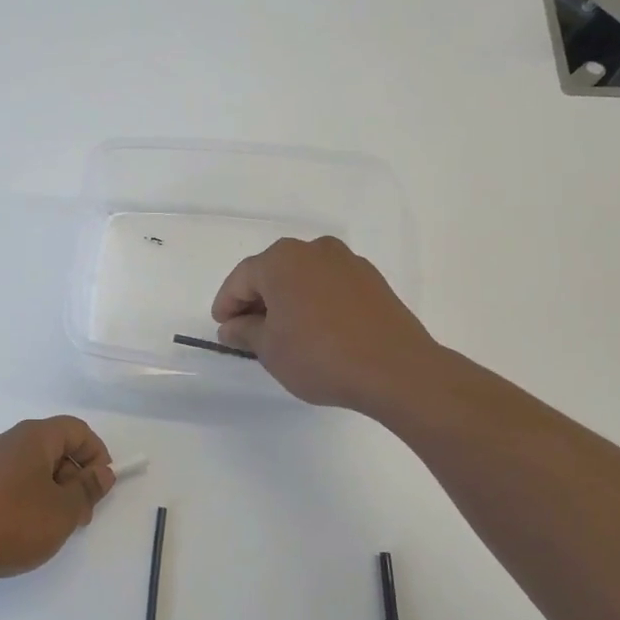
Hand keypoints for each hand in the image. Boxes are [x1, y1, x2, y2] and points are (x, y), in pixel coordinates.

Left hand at [0, 416, 113, 597]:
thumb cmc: (9, 524)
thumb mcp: (62, 512)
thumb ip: (87, 489)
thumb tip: (102, 471)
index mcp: (32, 437)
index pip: (76, 429)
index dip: (96, 454)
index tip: (100, 489)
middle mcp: (6, 441)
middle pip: (53, 448)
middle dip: (74, 478)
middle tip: (80, 517)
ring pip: (29, 468)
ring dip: (50, 493)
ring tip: (51, 530)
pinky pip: (7, 483)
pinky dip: (24, 500)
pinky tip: (19, 533)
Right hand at [210, 236, 440, 412]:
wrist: (396, 370)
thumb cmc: (319, 356)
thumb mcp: (270, 349)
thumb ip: (245, 332)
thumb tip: (232, 326)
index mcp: (281, 260)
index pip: (242, 279)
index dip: (227, 304)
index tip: (223, 329)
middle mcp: (314, 250)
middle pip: (273, 272)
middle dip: (257, 300)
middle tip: (249, 332)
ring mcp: (347, 262)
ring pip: (303, 277)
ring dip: (288, 300)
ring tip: (284, 333)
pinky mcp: (372, 280)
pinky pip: (329, 286)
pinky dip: (316, 302)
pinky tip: (317, 330)